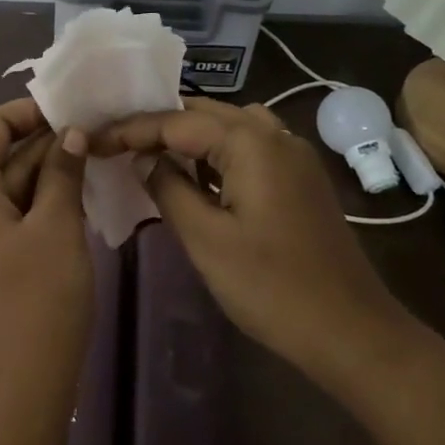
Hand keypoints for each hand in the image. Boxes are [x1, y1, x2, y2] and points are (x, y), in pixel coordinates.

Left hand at [0, 99, 94, 414]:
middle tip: (91, 135)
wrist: (15, 394)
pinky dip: (32, 207)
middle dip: (41, 145)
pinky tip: (70, 201)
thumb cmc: (37, 300)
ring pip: (1, 192)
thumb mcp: (56, 227)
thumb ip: (62, 173)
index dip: (28, 113)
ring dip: (42, 177)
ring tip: (89, 161)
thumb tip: (70, 134)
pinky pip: (1, 222)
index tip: (70, 110)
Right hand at [90, 98, 408, 376]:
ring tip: (146, 151)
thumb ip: (168, 189)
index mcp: (250, 142)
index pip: (175, 121)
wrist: (351, 331)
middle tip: (115, 141)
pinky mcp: (299, 178)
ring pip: (228, 128)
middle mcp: (274, 134)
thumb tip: (145, 159)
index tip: (93, 140)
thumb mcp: (206, 239)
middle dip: (157, 125)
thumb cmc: (272, 287)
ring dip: (187, 136)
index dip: (130, 130)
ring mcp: (292, 155)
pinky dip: (215, 153)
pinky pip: (248, 148)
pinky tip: (193, 174)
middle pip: (203, 113)